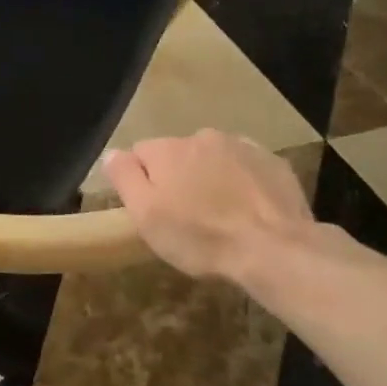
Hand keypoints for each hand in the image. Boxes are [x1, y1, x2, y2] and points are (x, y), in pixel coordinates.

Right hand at [104, 130, 315, 281]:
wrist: (274, 249)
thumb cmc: (200, 236)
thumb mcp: (146, 215)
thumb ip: (124, 177)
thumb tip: (112, 153)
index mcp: (167, 149)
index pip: (140, 153)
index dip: (142, 182)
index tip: (153, 210)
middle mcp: (202, 137)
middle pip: (178, 154)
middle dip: (179, 177)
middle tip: (187, 217)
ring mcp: (242, 146)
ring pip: (213, 159)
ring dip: (211, 178)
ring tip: (220, 216)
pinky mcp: (274, 163)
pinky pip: (246, 168)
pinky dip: (242, 183)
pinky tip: (248, 211)